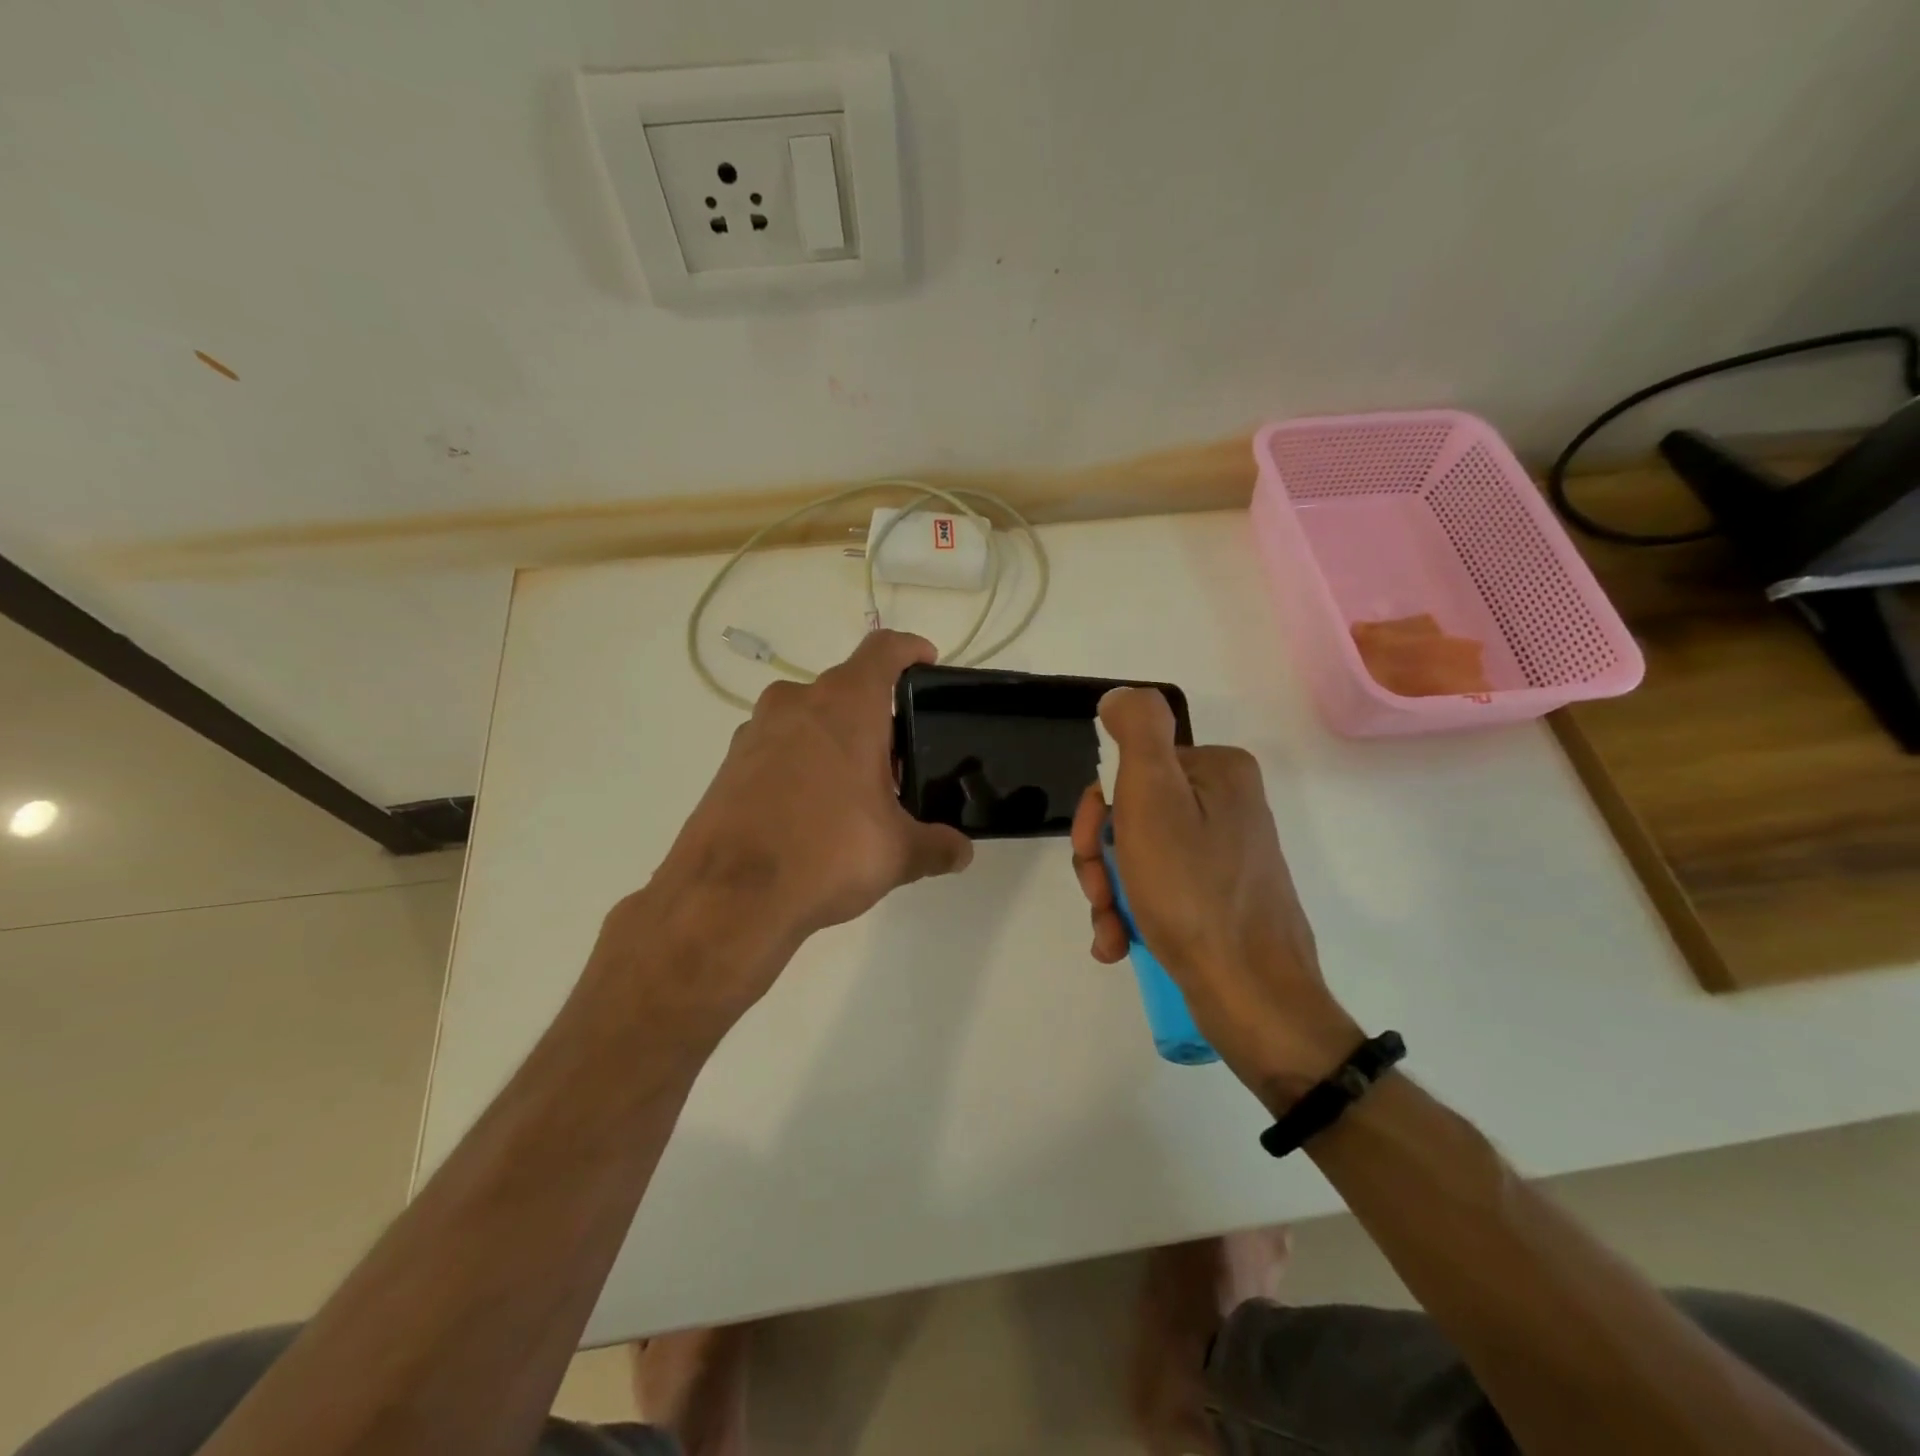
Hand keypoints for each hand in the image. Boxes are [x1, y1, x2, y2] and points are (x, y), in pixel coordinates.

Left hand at [597, 631, 973, 1046]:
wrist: (728, 897)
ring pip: (808, 718)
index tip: (927, 662)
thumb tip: (961, 852)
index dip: (910, 649)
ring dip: (835, 740)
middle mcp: (796, 703)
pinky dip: (800, 764)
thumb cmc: (827, 853)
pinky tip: (810, 812)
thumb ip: (936, 845)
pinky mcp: (728, 764)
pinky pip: (777, 748)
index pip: (884, 650)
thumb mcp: (897, 853)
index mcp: (845, 705)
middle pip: (846, 689)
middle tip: (897, 760)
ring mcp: (755, 731)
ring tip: (855, 791)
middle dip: (875, 717)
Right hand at [1070, 688, 1360, 1103]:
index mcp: (1217, 771)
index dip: (1097, 814)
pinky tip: (1119, 943)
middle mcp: (1225, 804)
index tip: (1091, 852)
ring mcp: (1225, 853)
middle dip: (1100, 860)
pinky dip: (1132, 913)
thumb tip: (1119, 696)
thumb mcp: (1153, 799)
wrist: (1253, 999)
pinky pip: (1160, 889)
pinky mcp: (1221, 896)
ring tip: (1111, 932)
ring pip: (1138, 856)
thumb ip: (1137, 733)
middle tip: (1101, 898)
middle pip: (1131, 815)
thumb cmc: (1194, 894)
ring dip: (1110, 892)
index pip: (1130, 771)